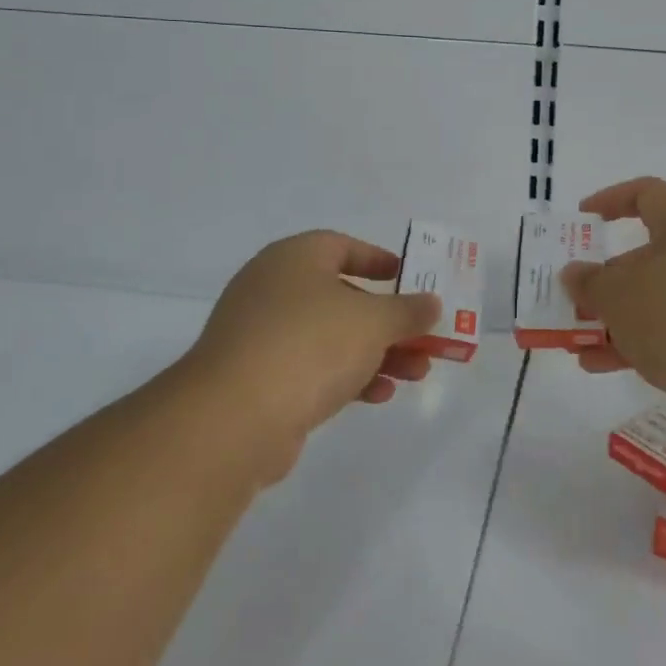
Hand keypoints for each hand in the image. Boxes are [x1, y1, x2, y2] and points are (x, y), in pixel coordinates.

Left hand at [177, 231, 441, 480]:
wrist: (234, 419)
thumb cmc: (311, 345)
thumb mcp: (374, 322)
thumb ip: (408, 311)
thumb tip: (431, 303)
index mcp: (294, 259)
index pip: (341, 246)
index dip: (377, 259)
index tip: (407, 277)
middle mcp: (272, 289)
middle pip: (342, 296)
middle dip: (388, 319)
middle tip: (421, 335)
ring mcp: (261, 336)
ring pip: (331, 337)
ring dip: (376, 352)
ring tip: (417, 373)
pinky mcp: (257, 379)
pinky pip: (312, 368)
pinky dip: (348, 377)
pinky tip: (380, 395)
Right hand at [562, 178, 665, 441]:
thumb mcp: (619, 293)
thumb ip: (590, 282)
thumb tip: (575, 274)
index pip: (647, 195)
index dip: (612, 199)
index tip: (582, 220)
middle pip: (643, 257)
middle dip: (601, 278)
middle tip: (568, 296)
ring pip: (649, 304)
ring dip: (609, 319)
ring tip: (570, 337)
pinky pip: (661, 339)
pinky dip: (628, 348)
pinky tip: (594, 365)